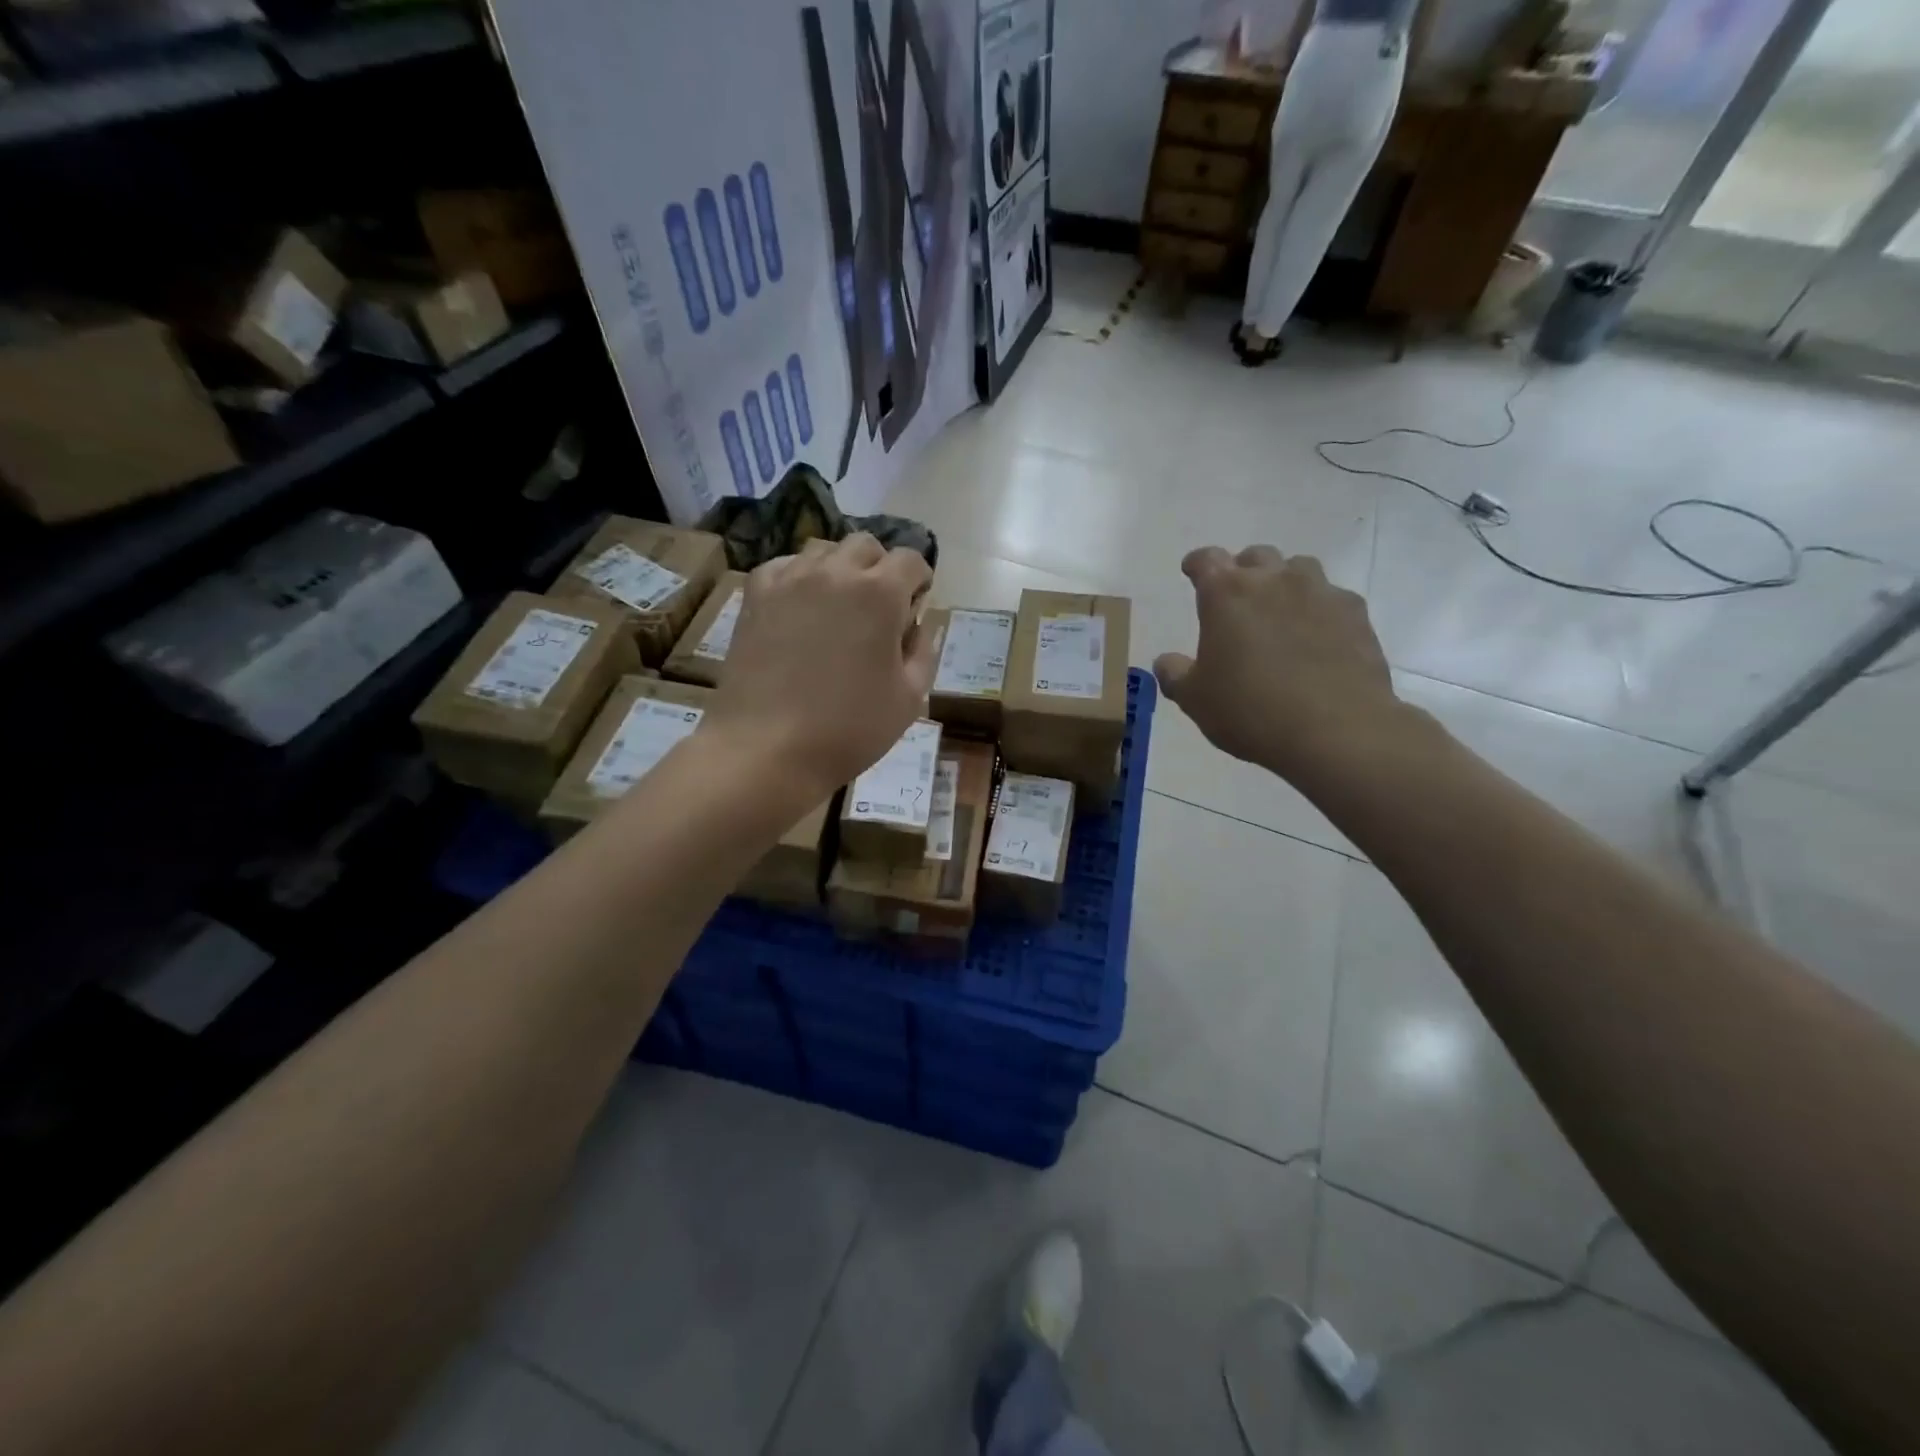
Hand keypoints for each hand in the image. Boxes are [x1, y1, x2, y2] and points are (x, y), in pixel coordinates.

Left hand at [707, 533, 937, 796]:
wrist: (767, 748)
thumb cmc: (849, 728)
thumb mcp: (909, 697)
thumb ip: (923, 651)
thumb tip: (917, 625)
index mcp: (880, 593)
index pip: (910, 559)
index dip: (920, 579)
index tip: (917, 603)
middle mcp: (835, 572)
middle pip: (866, 546)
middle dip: (880, 568)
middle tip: (879, 608)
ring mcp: (789, 580)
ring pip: (823, 551)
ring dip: (840, 570)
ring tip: (838, 608)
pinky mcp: (755, 596)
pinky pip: (784, 567)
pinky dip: (800, 579)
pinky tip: (800, 611)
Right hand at [1153, 546, 1399, 782]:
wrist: (1336, 730)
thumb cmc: (1251, 710)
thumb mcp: (1195, 700)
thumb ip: (1175, 674)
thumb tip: (1166, 661)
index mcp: (1227, 593)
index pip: (1206, 559)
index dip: (1197, 564)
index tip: (1192, 572)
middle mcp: (1274, 580)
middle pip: (1256, 556)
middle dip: (1242, 571)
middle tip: (1237, 599)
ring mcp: (1320, 592)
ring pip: (1299, 569)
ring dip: (1284, 583)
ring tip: (1279, 613)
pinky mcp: (1355, 613)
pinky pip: (1331, 598)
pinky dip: (1318, 609)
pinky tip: (1316, 637)